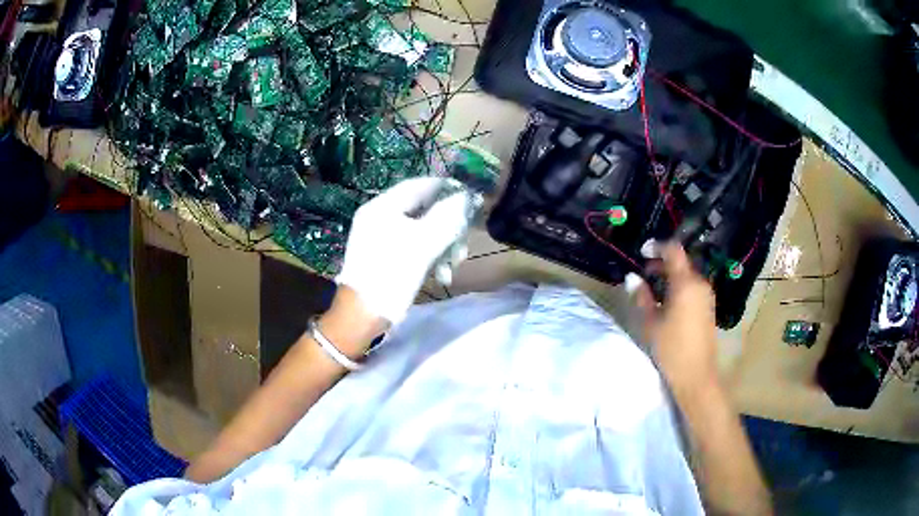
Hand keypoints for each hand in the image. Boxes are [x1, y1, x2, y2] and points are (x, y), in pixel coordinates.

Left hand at [336, 177, 470, 323]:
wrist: (362, 315)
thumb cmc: (391, 275)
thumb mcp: (423, 244)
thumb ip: (447, 216)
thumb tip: (465, 197)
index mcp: (383, 207)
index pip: (420, 185)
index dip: (448, 189)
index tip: (471, 199)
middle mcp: (380, 216)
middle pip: (424, 209)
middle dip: (448, 226)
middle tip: (463, 244)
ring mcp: (381, 237)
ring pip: (422, 230)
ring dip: (443, 245)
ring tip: (453, 265)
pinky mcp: (385, 256)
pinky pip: (414, 246)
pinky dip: (430, 257)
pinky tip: (441, 275)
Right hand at [634, 242, 719, 397]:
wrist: (696, 375)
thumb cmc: (671, 348)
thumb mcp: (650, 323)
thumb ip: (641, 296)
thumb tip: (631, 277)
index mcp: (686, 283)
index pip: (673, 251)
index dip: (657, 247)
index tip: (641, 252)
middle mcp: (700, 284)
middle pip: (681, 262)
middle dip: (661, 263)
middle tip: (643, 272)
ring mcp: (706, 296)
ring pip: (687, 275)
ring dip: (670, 276)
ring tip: (652, 288)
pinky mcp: (708, 307)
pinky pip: (692, 287)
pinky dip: (679, 286)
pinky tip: (667, 302)